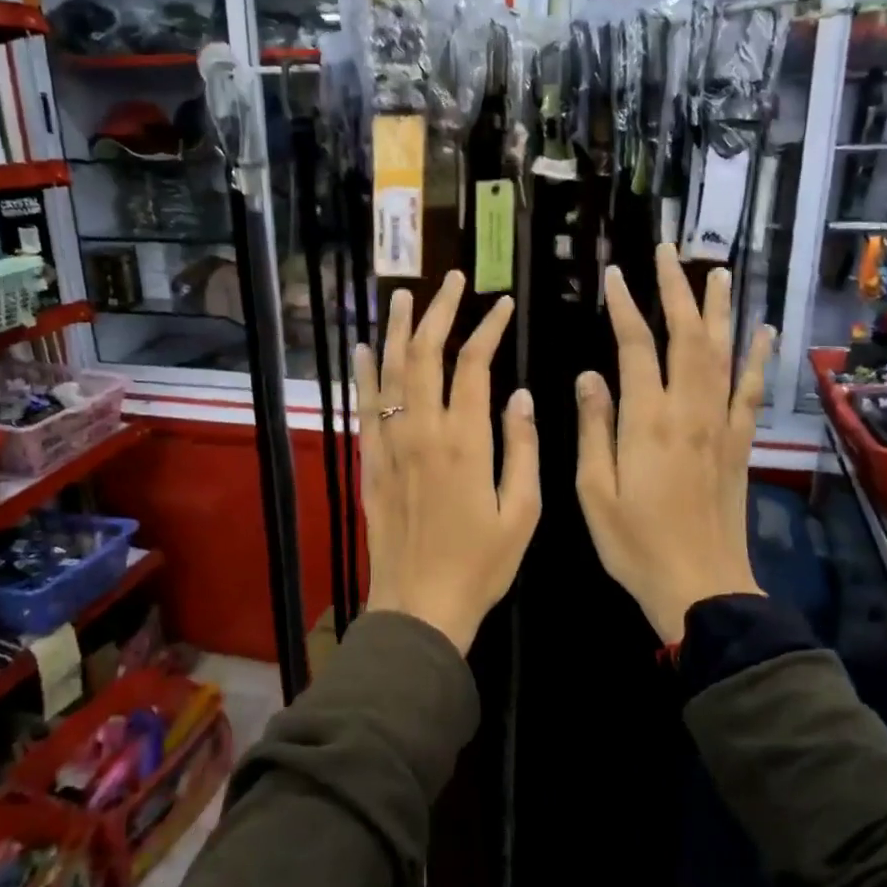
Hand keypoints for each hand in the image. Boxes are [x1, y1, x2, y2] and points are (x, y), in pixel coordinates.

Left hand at [355, 271, 539, 654]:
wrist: (420, 606)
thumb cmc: (481, 564)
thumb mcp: (522, 512)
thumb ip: (522, 448)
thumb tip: (520, 395)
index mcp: (465, 442)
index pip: (473, 366)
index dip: (488, 329)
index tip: (501, 305)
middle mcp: (421, 432)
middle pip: (426, 355)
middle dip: (439, 312)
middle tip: (451, 280)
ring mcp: (390, 445)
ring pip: (390, 373)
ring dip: (397, 330)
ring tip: (403, 295)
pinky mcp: (370, 463)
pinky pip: (364, 407)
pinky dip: (365, 374)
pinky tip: (365, 348)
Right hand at [575, 245, 774, 644]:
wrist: (700, 586)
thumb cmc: (635, 543)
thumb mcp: (594, 490)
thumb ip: (594, 428)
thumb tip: (589, 375)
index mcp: (646, 421)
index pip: (635, 347)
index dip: (625, 307)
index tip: (615, 274)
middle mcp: (688, 411)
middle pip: (686, 337)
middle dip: (676, 290)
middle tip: (670, 252)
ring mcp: (720, 425)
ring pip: (722, 354)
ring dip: (719, 310)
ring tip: (718, 272)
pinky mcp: (740, 444)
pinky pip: (751, 391)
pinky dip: (758, 358)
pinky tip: (764, 332)